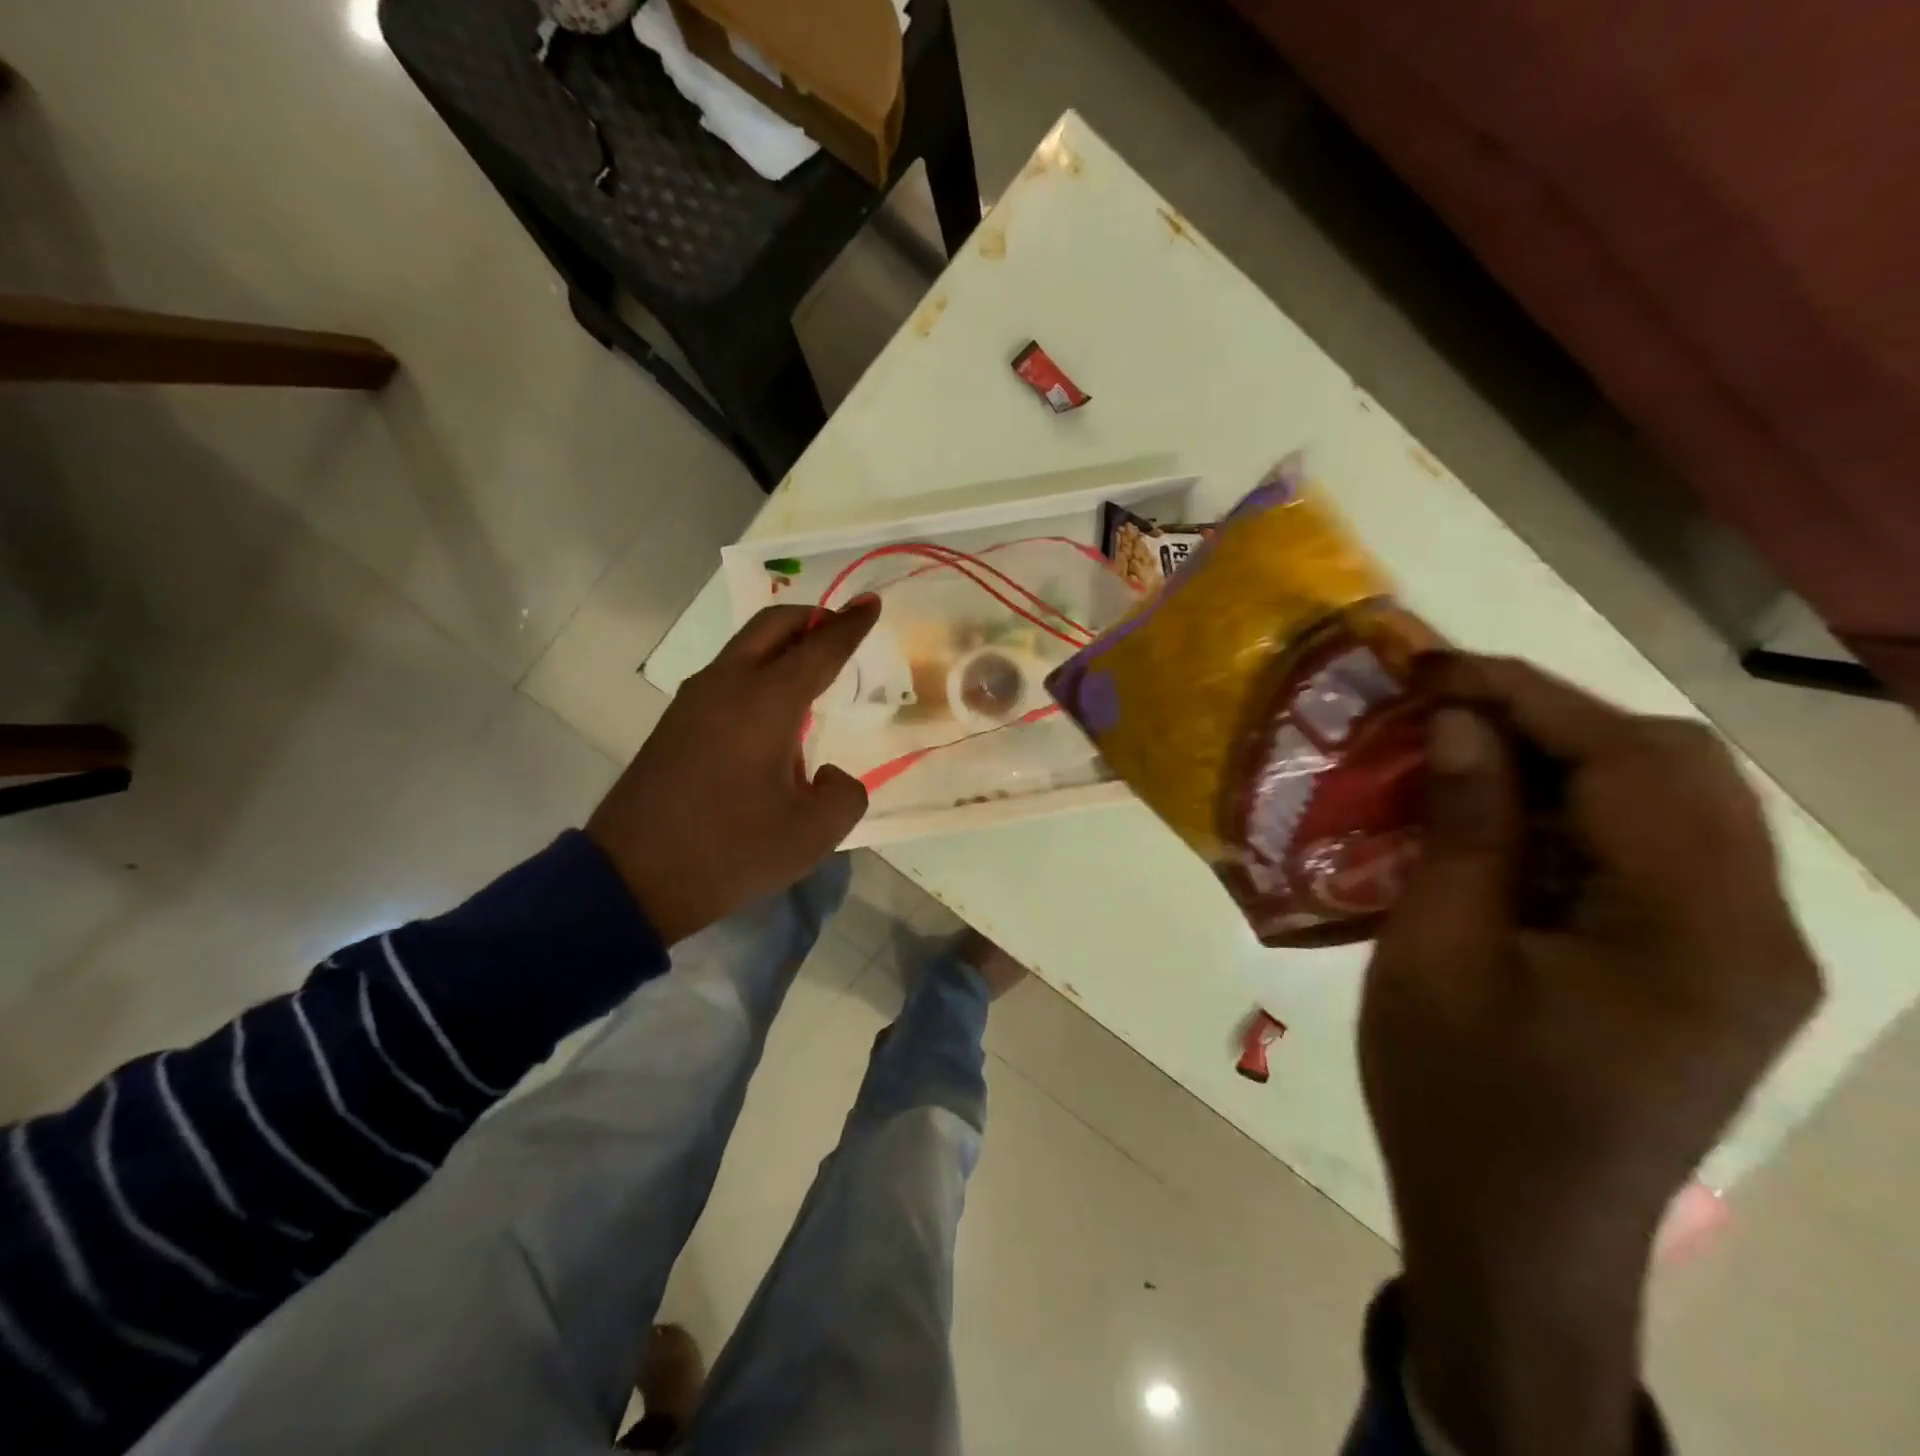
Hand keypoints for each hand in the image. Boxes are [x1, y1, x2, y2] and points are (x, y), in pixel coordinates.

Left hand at [587, 598, 879, 944]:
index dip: (850, 625)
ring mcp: (694, 700)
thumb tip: (829, 774)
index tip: (872, 603)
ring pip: (746, 646)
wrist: (633, 878)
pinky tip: (774, 707)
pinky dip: (760, 669)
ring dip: (783, 644)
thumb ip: (845, 794)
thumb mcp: (812, 834)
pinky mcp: (676, 721)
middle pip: (774, 625)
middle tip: (843, 629)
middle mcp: (727, 684)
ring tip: (813, 667)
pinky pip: (728, 673)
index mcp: (766, 701)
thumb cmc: (730, 851)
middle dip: (813, 618)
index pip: (819, 648)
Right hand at [1361, 655, 1819, 1455]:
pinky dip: (1566, 817)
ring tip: (1455, 757)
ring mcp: (1737, 956)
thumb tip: (1463, 724)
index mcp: (1699, 933)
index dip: (1525, 695)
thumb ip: (1463, 829)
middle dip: (1549, 719)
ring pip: (1664, 806)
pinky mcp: (1700, 973)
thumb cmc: (1459, 1097)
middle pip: (1672, 769)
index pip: (1630, 760)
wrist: (1514, 1238)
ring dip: (1556, 764)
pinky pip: (1645, 857)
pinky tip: (1491, 826)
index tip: (1431, 666)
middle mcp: (1753, 933)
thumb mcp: (1436, 953)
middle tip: (1441, 711)